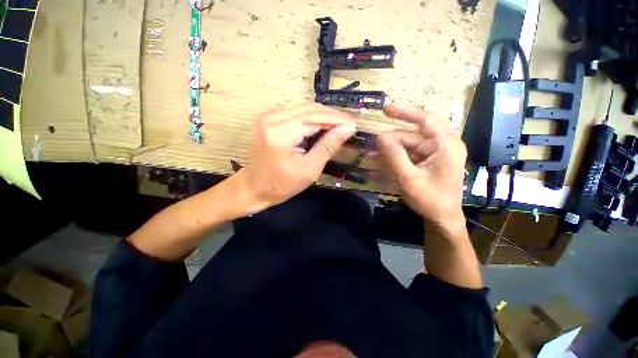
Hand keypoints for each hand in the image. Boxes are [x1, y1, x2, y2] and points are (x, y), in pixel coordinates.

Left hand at [241, 103, 356, 208]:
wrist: (254, 187)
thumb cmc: (282, 185)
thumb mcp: (309, 169)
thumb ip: (328, 146)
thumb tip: (348, 128)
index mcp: (281, 132)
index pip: (315, 118)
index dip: (337, 119)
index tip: (354, 124)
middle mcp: (273, 117)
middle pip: (309, 108)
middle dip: (331, 115)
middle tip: (348, 125)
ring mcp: (269, 116)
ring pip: (303, 107)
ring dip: (322, 115)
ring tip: (338, 125)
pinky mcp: (270, 119)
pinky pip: (295, 111)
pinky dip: (311, 117)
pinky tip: (322, 125)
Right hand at [378, 103, 466, 227]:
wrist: (443, 218)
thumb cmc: (430, 199)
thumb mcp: (409, 178)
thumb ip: (395, 155)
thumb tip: (380, 136)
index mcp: (446, 145)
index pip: (426, 119)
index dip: (405, 112)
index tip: (386, 109)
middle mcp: (444, 144)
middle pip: (415, 133)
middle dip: (393, 137)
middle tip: (374, 140)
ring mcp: (437, 153)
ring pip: (411, 143)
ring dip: (392, 147)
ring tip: (373, 151)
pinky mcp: (431, 160)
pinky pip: (412, 152)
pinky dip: (397, 155)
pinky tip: (383, 158)